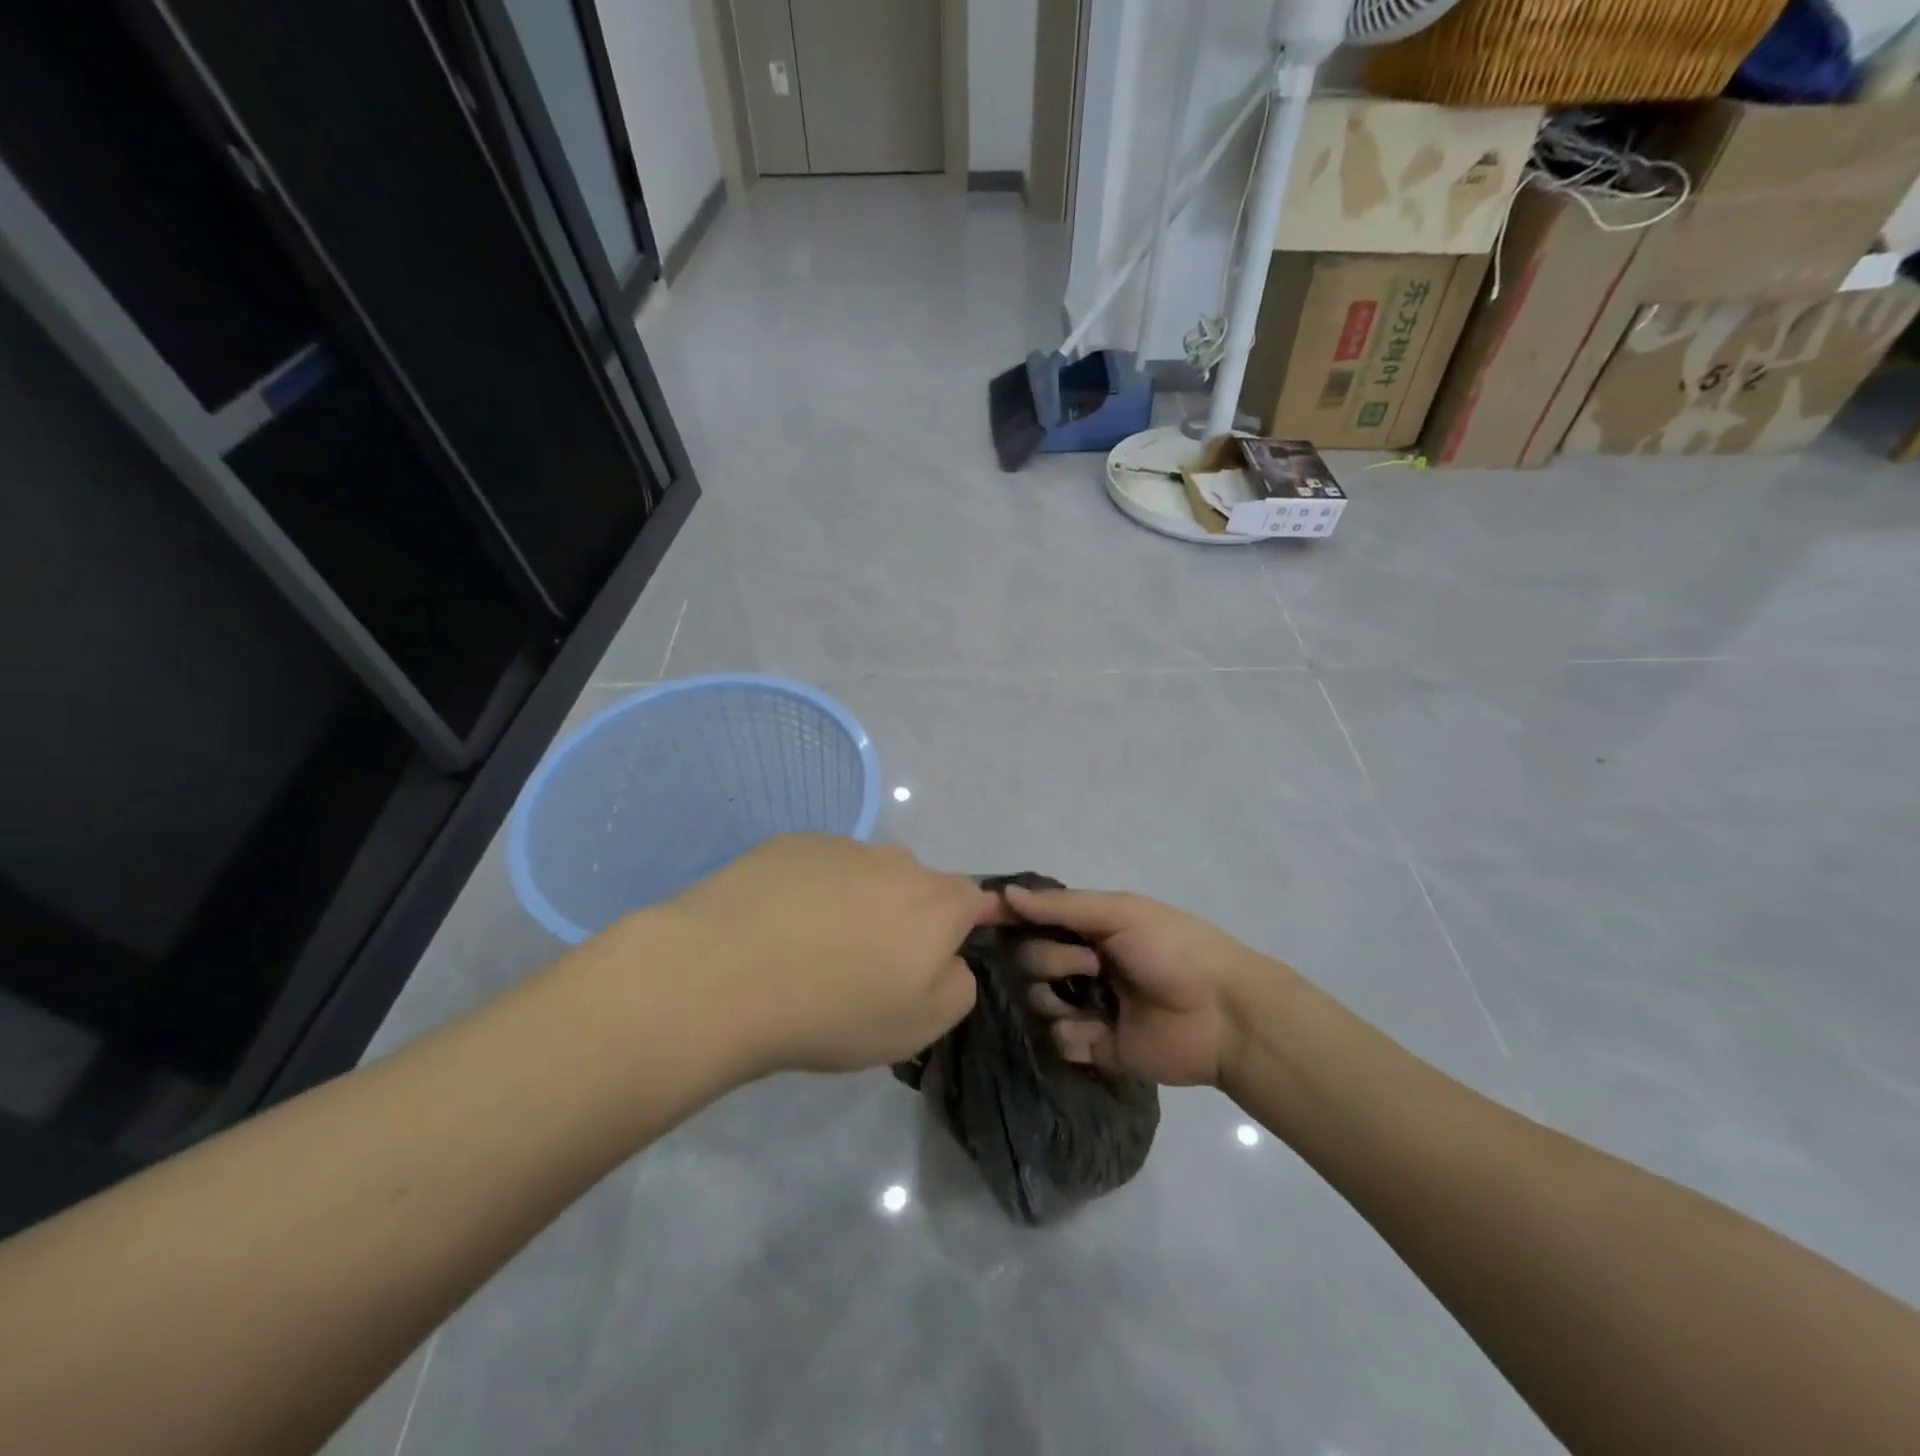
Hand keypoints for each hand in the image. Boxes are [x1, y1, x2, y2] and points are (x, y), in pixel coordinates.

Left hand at [664, 835, 990, 1075]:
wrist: (726, 974)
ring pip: (866, 874)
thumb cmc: (835, 1009)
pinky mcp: (790, 845)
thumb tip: (949, 960)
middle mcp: (896, 862)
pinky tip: (778, 926)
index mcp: (937, 903)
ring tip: (813, 948)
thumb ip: (957, 986)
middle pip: (917, 885)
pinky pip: (818, 867)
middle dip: (906, 917)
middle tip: (869, 965)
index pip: (975, 899)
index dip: (967, 923)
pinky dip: (811, 891)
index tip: (943, 952)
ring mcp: (840, 846)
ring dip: (857, 902)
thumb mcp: (921, 1025)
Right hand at [1004, 885, 1272, 1087]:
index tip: (990, 920)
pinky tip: (1100, 1033)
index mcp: (1089, 928)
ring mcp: (1087, 1005)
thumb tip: (1004, 894)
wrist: (1223, 1014)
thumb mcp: (1120, 913)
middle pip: (1029, 960)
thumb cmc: (1173, 950)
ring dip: (1056, 998)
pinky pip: (1058, 1040)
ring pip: (1037, 1000)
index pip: (1035, 920)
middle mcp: (1082, 963)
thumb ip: (1062, 906)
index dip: (1014, 920)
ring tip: (1097, 1003)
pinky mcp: (1096, 1046)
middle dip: (1052, 960)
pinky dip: (1073, 1035)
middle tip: (1092, 965)